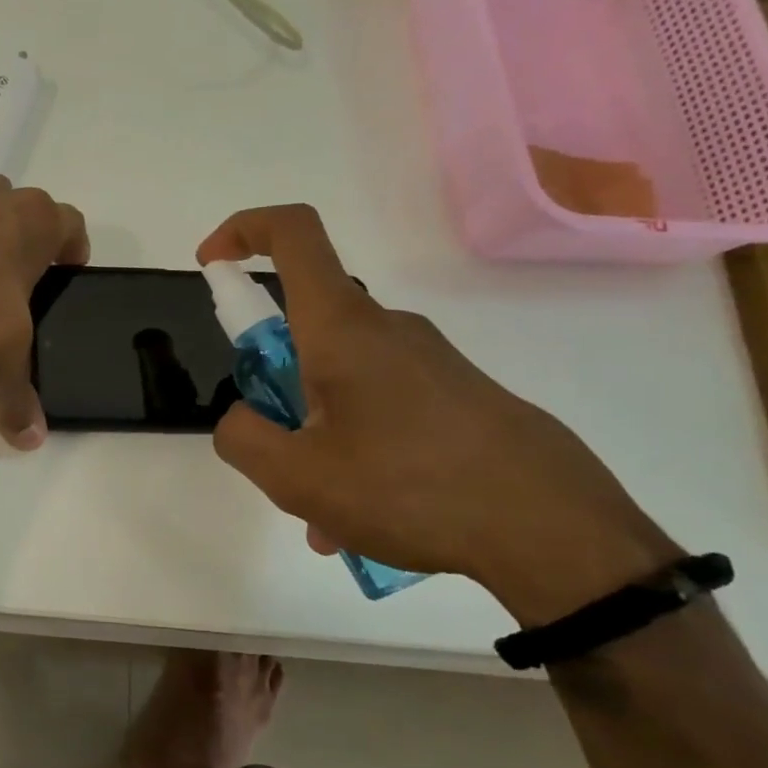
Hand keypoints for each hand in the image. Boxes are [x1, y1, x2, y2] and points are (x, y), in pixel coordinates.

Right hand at [198, 205, 679, 625]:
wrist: (557, 535)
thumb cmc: (411, 490)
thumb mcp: (295, 476)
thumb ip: (242, 436)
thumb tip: (241, 416)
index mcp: (342, 329)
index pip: (293, 235)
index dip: (242, 232)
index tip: (211, 267)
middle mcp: (386, 329)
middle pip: (305, 331)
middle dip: (274, 391)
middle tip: (277, 459)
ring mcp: (429, 362)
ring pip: (341, 385)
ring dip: (316, 438)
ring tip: (326, 516)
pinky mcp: (459, 396)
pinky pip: (382, 409)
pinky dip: (355, 451)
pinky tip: (367, 518)